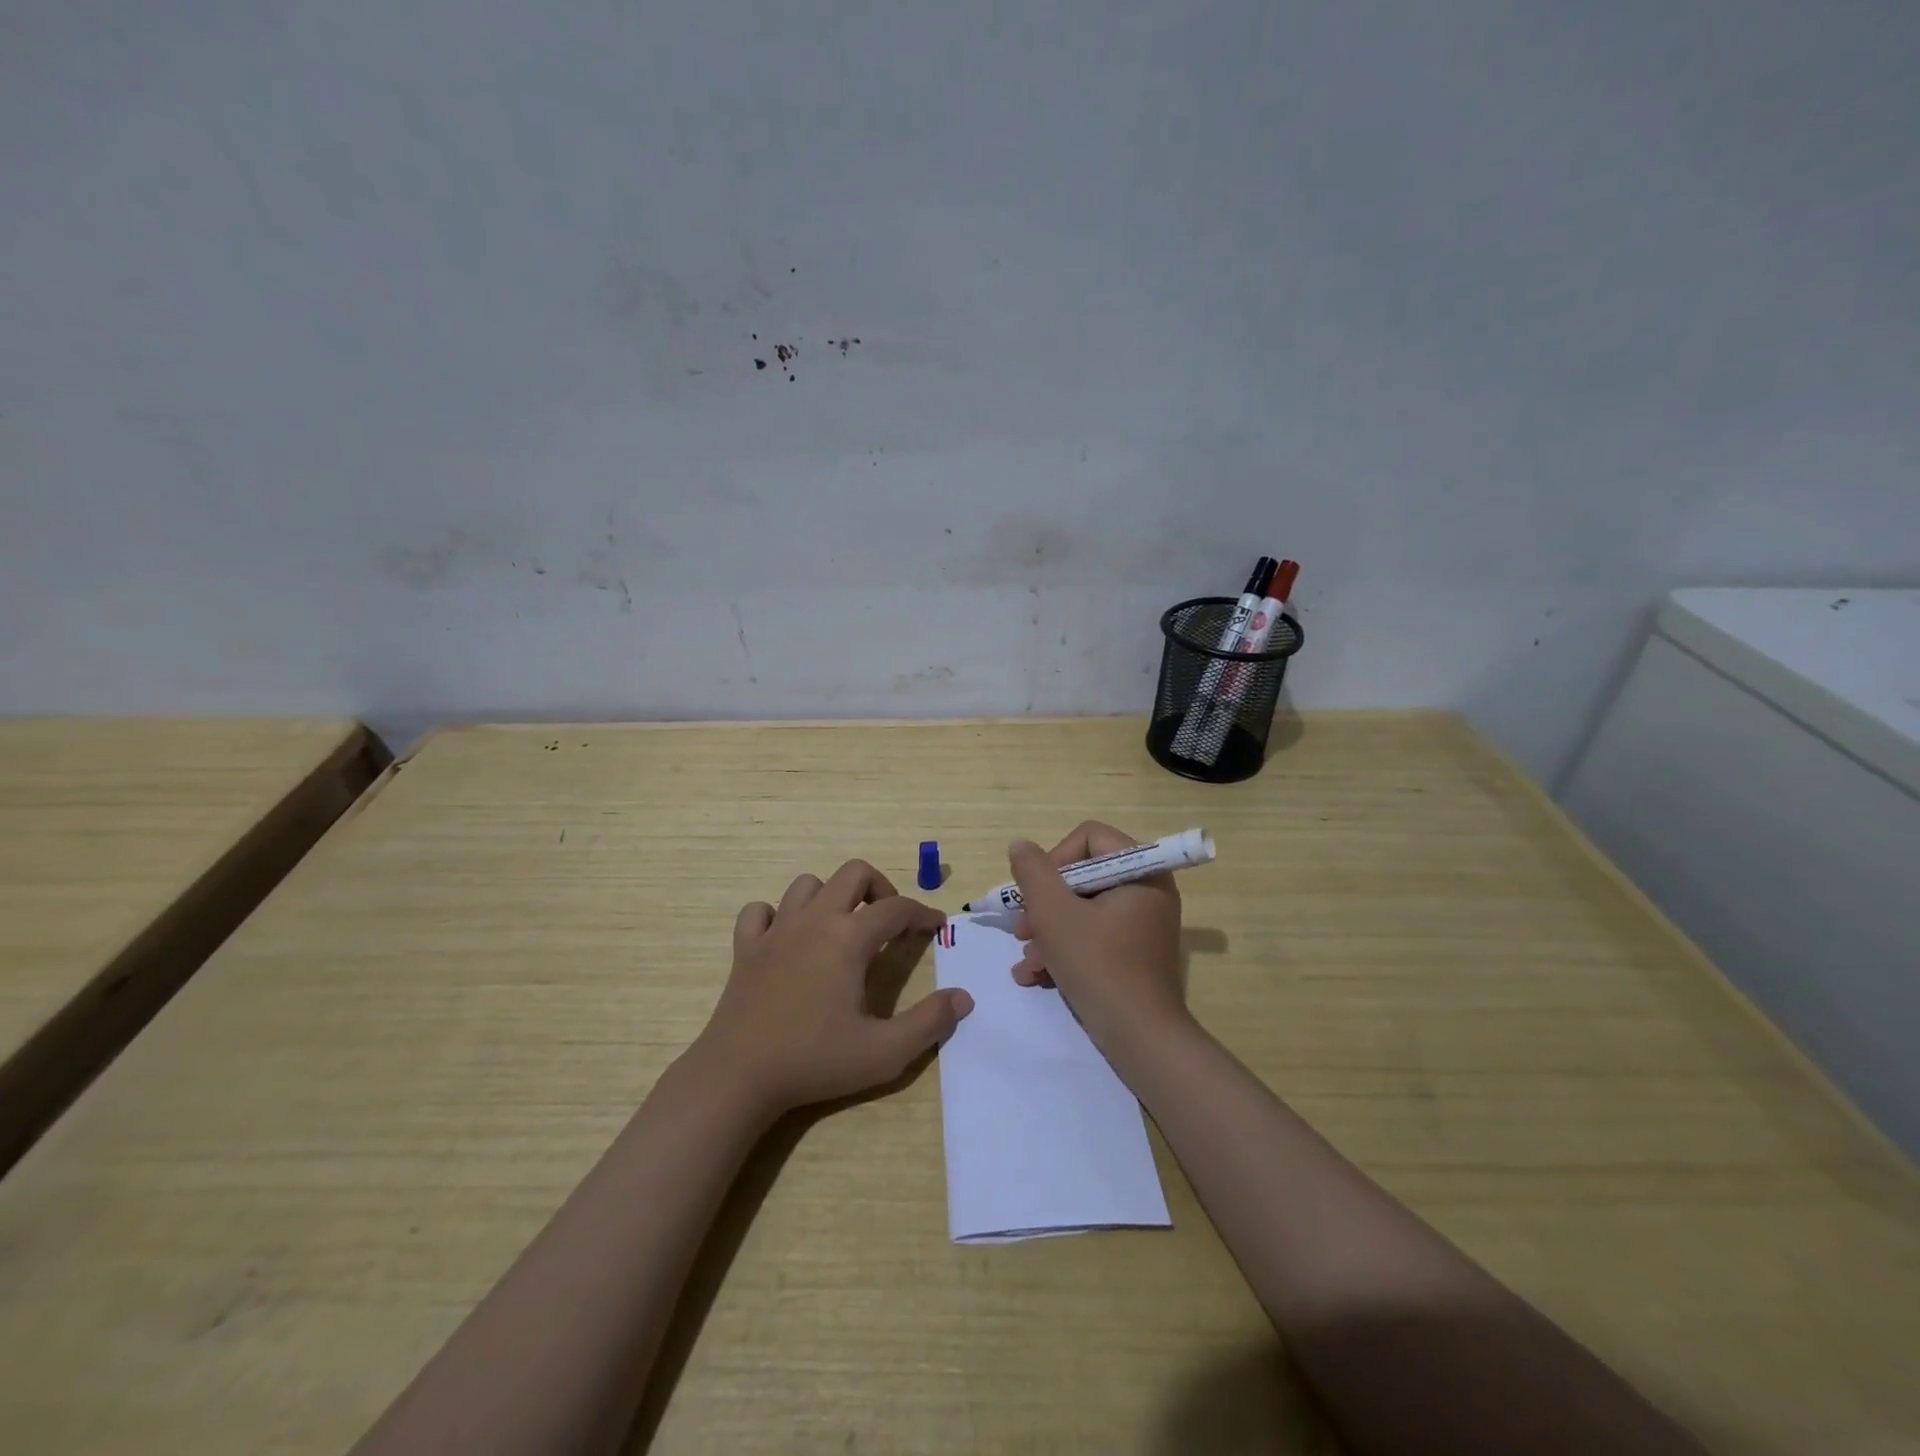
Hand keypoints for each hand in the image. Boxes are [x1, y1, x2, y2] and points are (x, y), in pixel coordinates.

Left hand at [690, 859, 972, 1117]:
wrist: (738, 1077)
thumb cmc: (814, 1061)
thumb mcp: (884, 1052)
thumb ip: (929, 1023)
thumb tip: (963, 998)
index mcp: (848, 938)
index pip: (896, 908)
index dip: (922, 912)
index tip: (936, 925)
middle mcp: (813, 921)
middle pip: (853, 873)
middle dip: (880, 888)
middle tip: (889, 922)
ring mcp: (775, 930)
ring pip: (807, 885)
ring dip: (831, 897)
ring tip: (841, 928)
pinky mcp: (745, 948)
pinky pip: (760, 911)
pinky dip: (777, 915)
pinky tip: (786, 939)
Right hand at [1009, 821, 1189, 1059]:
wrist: (1140, 1038)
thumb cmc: (1098, 966)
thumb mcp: (1054, 913)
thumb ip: (1033, 872)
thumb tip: (1021, 846)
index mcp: (1141, 870)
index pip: (1089, 837)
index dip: (1055, 860)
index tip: (1037, 895)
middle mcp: (1148, 889)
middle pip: (1082, 875)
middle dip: (1046, 904)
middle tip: (1023, 931)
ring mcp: (1144, 922)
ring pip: (1083, 908)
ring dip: (1049, 931)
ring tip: (1027, 961)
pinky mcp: (1135, 951)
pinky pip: (1095, 934)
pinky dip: (1066, 948)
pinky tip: (1038, 975)